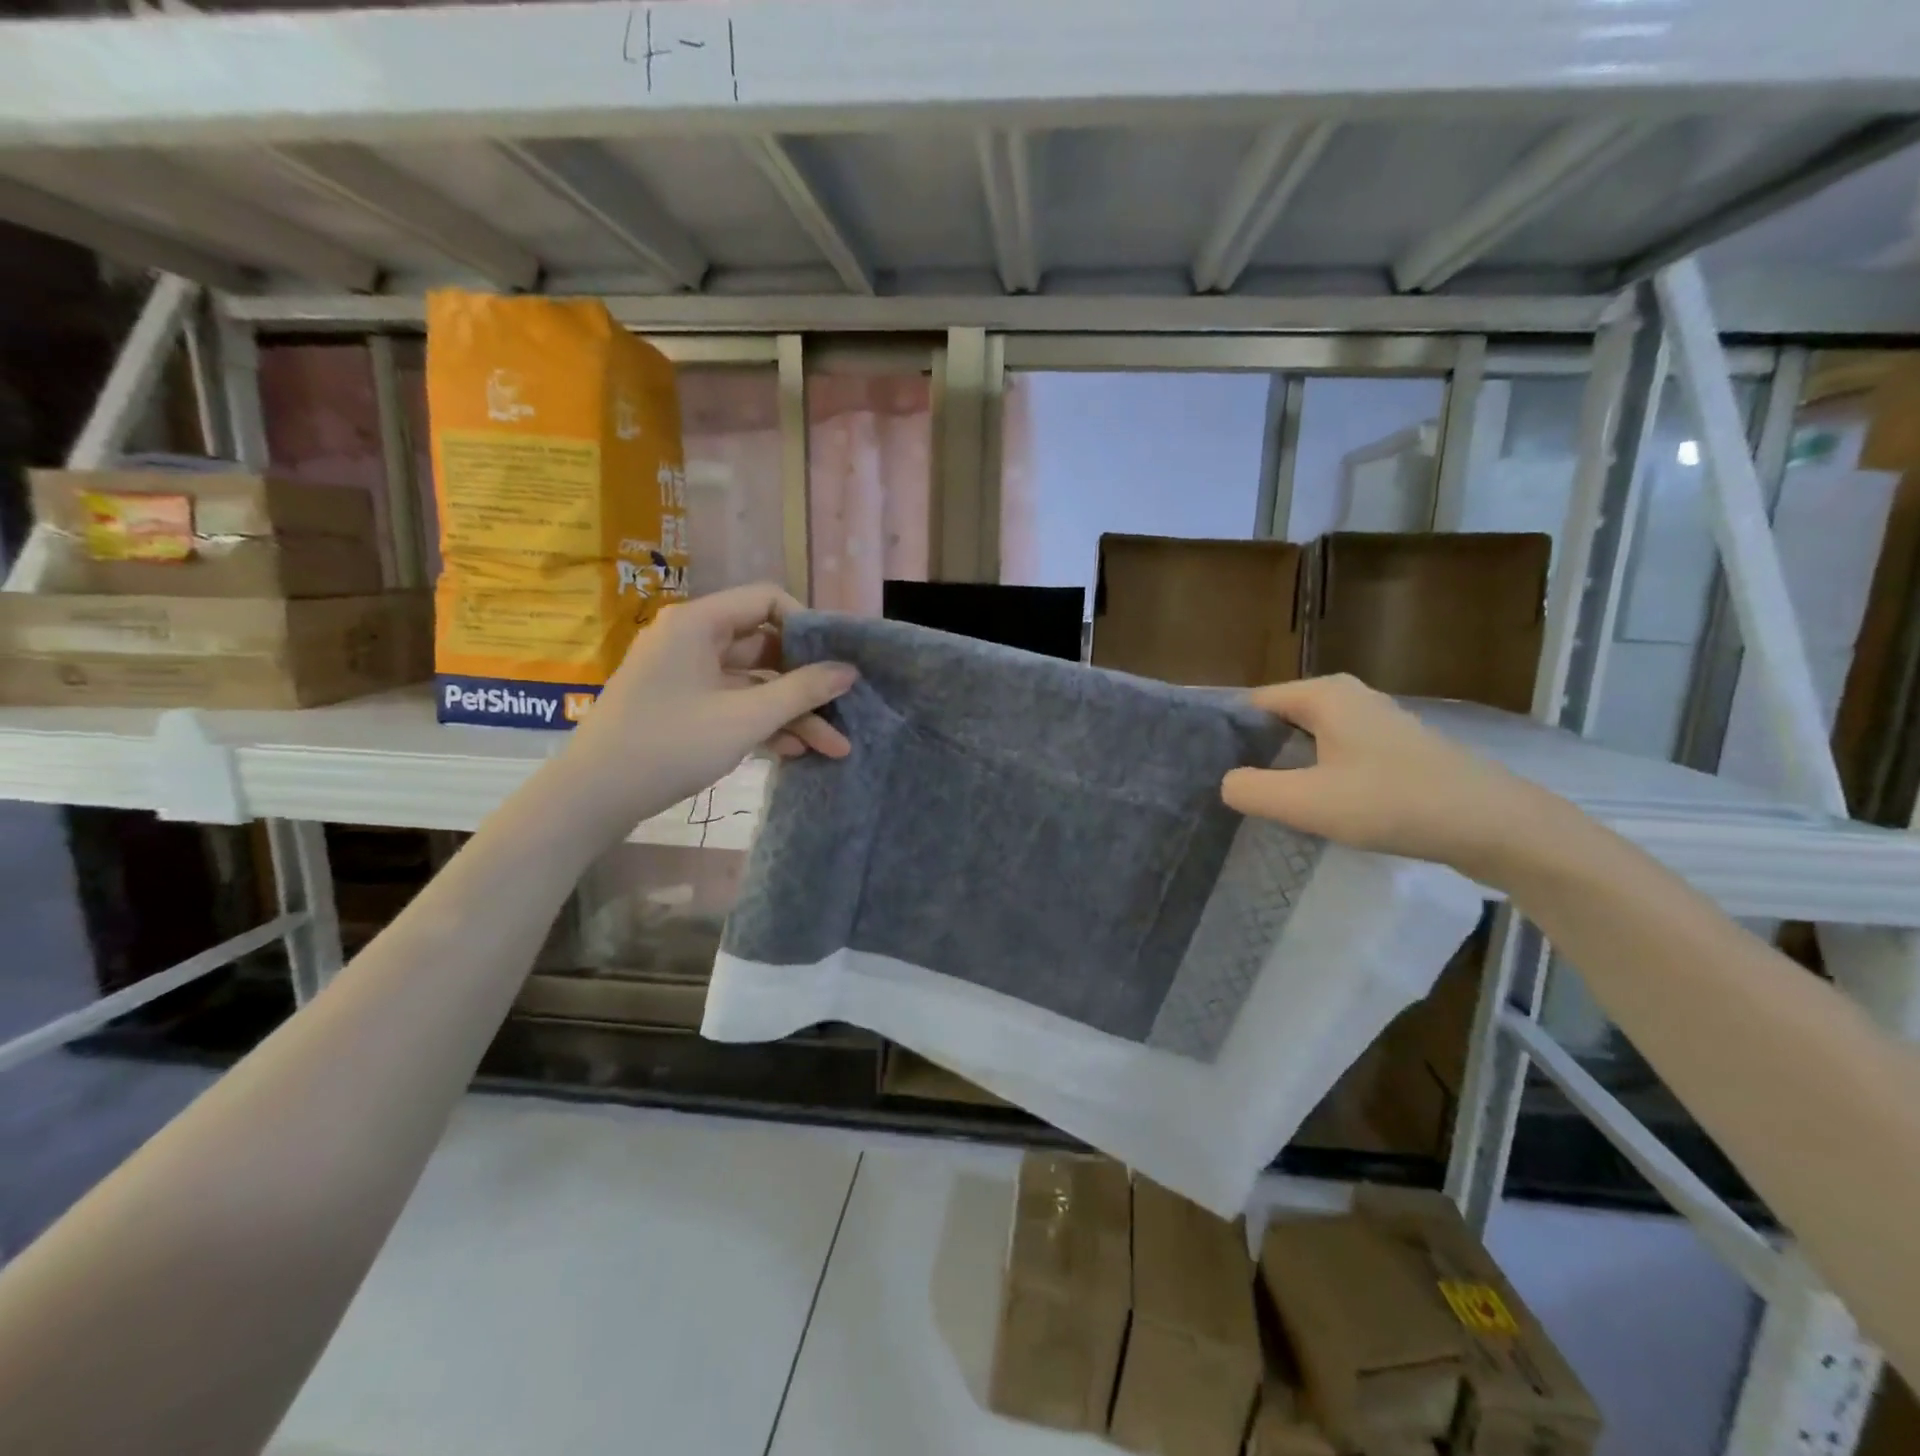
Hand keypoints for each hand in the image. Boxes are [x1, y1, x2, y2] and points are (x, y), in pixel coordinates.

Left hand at [557, 583, 855, 837]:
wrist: (592, 798)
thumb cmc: (669, 745)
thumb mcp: (744, 718)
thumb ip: (801, 691)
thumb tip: (849, 671)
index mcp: (699, 623)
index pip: (767, 600)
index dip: (807, 625)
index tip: (835, 661)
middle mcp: (693, 640)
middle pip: (765, 647)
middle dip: (807, 683)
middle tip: (846, 709)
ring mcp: (687, 676)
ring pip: (754, 683)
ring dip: (792, 712)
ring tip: (835, 747)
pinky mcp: (684, 707)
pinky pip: (734, 704)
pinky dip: (764, 724)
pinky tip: (798, 751)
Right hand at [1220, 675, 1562, 883]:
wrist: (1494, 826)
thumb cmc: (1393, 803)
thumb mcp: (1307, 802)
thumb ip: (1250, 789)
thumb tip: (1228, 782)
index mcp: (1324, 694)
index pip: (1252, 704)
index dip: (1227, 736)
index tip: (1206, 771)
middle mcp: (1348, 697)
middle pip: (1279, 721)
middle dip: (1255, 754)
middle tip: (1232, 793)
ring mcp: (1375, 722)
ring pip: (1309, 740)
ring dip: (1288, 769)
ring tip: (1265, 804)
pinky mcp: (1395, 751)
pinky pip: (1336, 755)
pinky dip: (1319, 776)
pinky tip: (1316, 809)